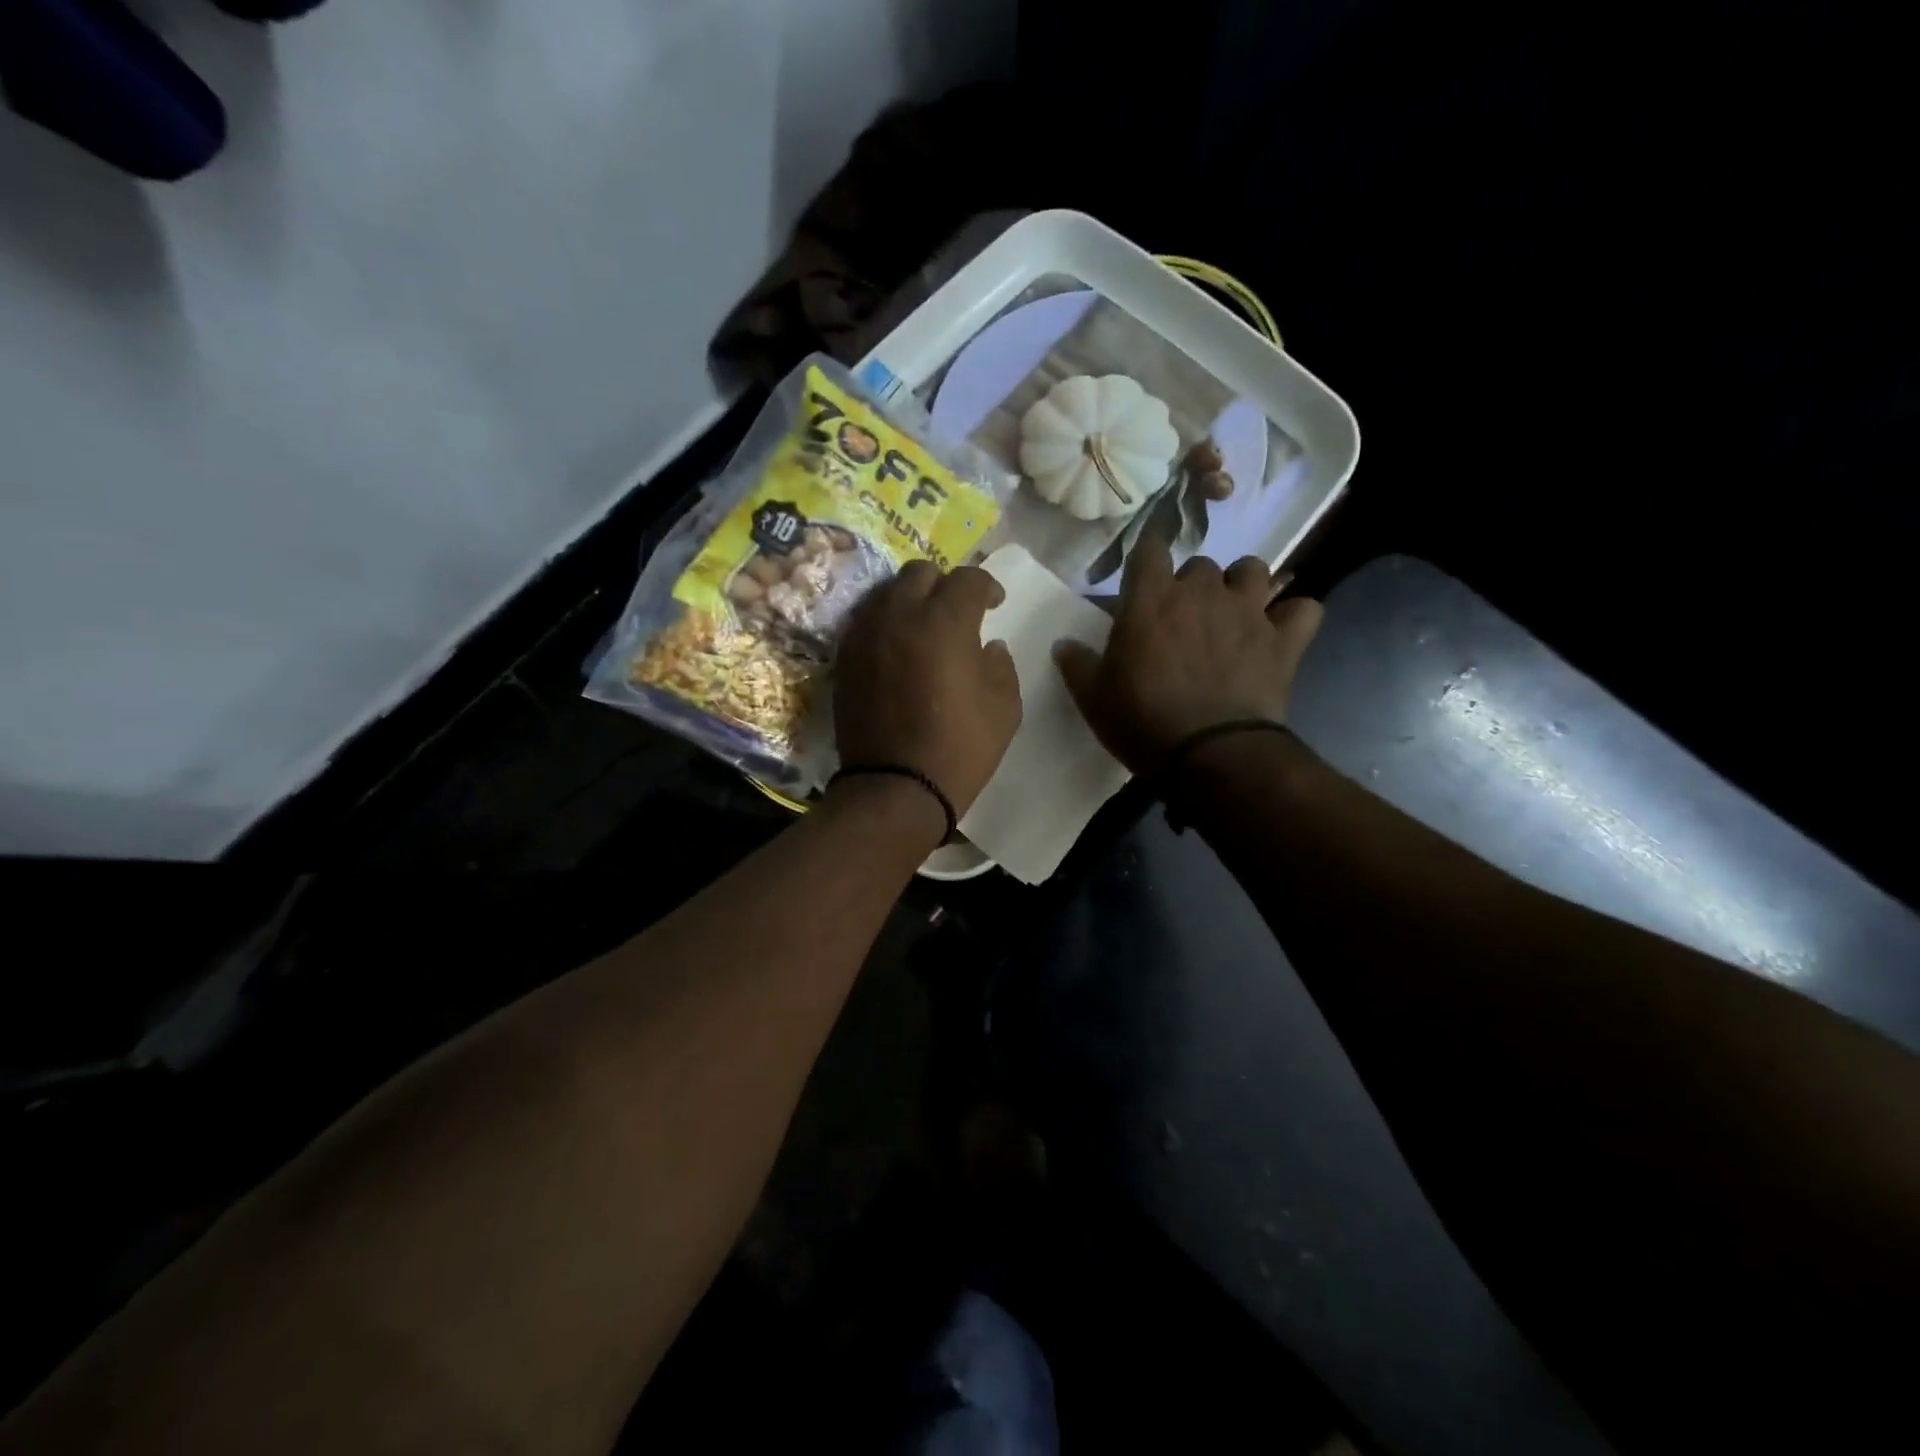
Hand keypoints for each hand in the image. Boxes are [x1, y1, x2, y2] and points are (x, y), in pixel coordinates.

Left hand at [834, 561, 1022, 817]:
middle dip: (944, 584)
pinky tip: (899, 648)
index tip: (995, 604)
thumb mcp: (1004, 708)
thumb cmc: (959, 749)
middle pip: (920, 573)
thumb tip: (988, 646)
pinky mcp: (845, 658)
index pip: (967, 579)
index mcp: (944, 623)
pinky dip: (886, 623)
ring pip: (887, 592)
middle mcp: (899, 616)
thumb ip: (1001, 665)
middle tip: (957, 611)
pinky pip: (866, 621)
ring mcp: (865, 635)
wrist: (895, 789)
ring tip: (925, 627)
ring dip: (911, 600)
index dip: (987, 586)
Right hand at [1056, 537, 1322, 773]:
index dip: (1146, 558)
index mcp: (1152, 599)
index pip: (1149, 549)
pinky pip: (1304, 610)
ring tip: (1234, 612)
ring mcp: (1249, 613)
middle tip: (1182, 618)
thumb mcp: (1094, 698)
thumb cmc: (1142, 721)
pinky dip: (1294, 617)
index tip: (1141, 578)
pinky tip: (1281, 632)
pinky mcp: (1284, 641)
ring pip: (1254, 570)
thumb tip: (1063, 643)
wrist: (1209, 755)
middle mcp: (1203, 593)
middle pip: (1200, 564)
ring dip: (1243, 585)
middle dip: (1192, 584)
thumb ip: (1077, 664)